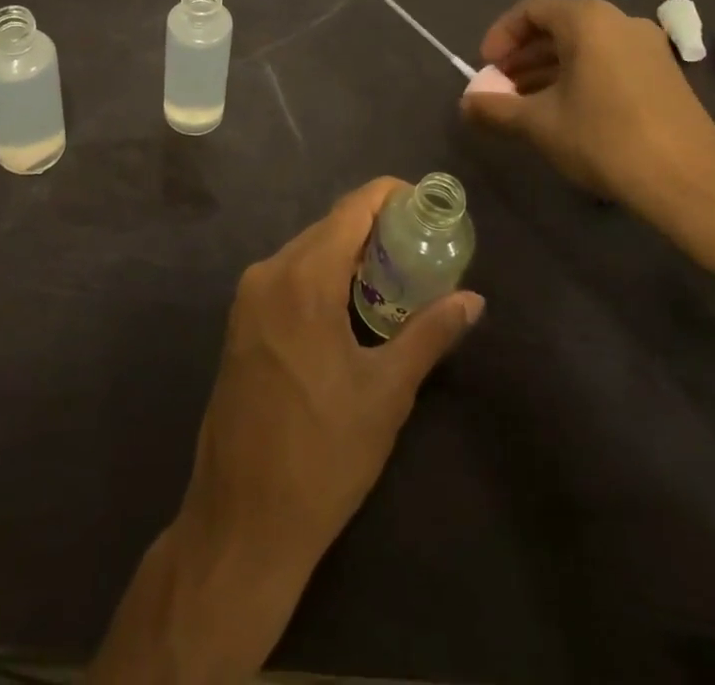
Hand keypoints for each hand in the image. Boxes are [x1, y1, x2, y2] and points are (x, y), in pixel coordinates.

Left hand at [89, 179, 484, 683]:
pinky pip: (287, 275)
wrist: (243, 517)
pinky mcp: (240, 320)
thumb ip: (429, 334)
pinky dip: (321, 273)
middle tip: (421, 245)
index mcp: (304, 279)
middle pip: (329, 226)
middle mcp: (269, 272)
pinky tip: (350, 301)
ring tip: (395, 273)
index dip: (389, 196)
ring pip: (306, 249)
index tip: (426, 205)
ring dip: (348, 252)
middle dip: (375, 226)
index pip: (352, 209)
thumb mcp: (386, 393)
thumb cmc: (324, 454)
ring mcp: (248, 295)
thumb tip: (474, 300)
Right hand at [460, 0, 714, 264]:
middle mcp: (620, 22)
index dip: (500, 35)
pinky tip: (565, 113)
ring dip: (547, 69)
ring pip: (583, 47)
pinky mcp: (664, 74)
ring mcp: (648, 47)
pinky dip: (578, 78)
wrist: (691, 185)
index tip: (485, 68)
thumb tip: (466, 105)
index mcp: (589, 21)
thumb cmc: (605, 140)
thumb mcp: (539, 124)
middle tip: (501, 89)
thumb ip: (496, 109)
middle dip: (522, 56)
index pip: (531, 9)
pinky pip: (608, 62)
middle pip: (558, 26)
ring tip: (525, 105)